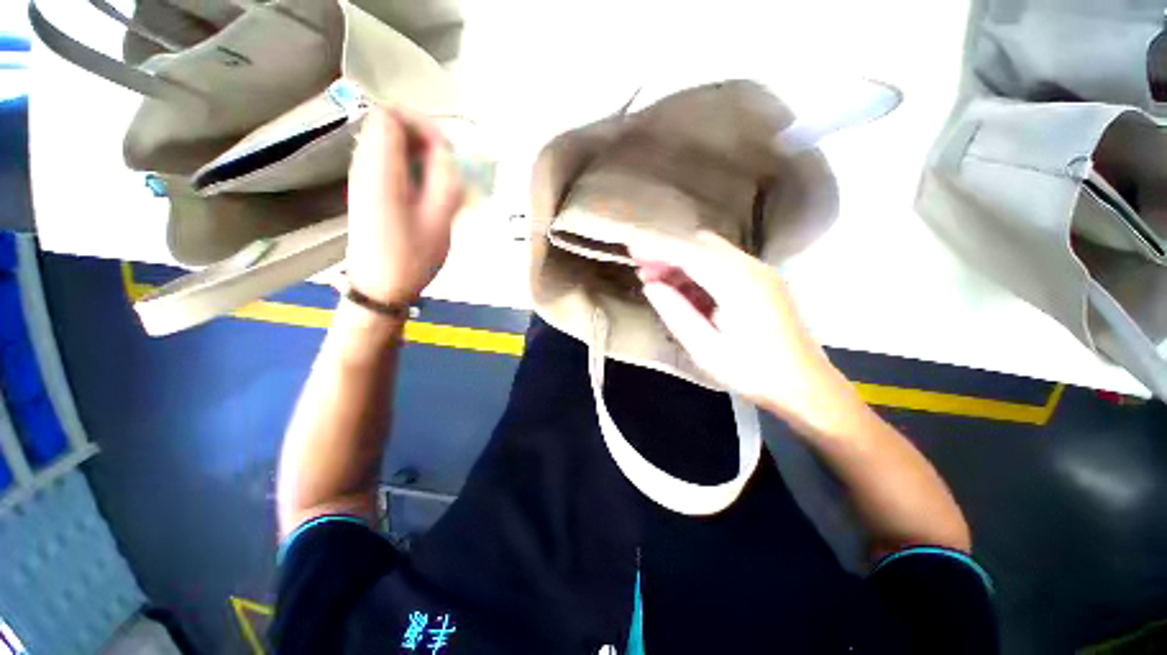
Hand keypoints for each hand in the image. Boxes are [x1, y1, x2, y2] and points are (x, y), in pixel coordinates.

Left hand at [346, 106, 464, 304]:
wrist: (380, 288)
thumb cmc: (411, 257)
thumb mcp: (439, 219)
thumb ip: (445, 178)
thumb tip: (445, 152)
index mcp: (380, 170)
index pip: (390, 116)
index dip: (421, 124)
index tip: (445, 151)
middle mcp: (364, 167)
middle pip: (389, 127)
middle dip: (423, 140)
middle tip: (448, 168)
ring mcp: (363, 180)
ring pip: (390, 147)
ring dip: (419, 157)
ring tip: (442, 183)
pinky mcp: (367, 193)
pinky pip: (389, 166)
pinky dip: (411, 170)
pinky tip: (427, 196)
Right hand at [631, 232, 853, 423]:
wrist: (807, 386)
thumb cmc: (754, 372)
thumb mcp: (706, 349)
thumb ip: (676, 313)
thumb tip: (651, 285)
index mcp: (737, 283)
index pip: (688, 253)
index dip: (656, 248)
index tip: (631, 247)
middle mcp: (751, 267)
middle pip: (701, 244)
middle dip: (668, 251)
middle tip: (642, 270)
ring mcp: (761, 272)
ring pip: (712, 252)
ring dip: (682, 261)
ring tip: (657, 281)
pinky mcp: (764, 281)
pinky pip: (724, 264)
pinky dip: (699, 270)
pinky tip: (686, 289)